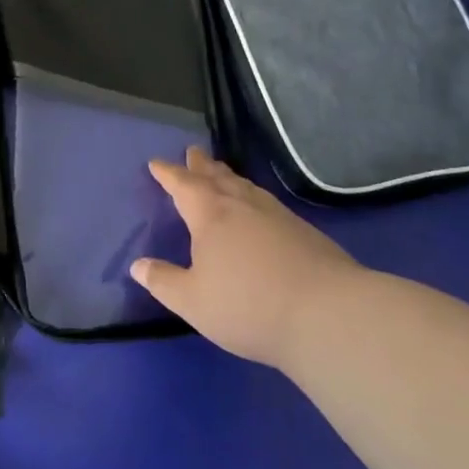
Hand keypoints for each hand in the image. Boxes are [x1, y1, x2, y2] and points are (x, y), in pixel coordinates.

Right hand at [131, 147, 359, 366]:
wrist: (330, 316)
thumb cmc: (249, 306)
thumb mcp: (193, 302)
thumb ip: (164, 282)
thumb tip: (138, 266)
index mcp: (210, 215)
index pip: (183, 185)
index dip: (168, 173)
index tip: (157, 163)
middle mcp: (243, 206)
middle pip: (218, 177)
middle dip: (202, 166)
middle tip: (193, 152)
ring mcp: (278, 217)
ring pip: (247, 188)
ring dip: (230, 177)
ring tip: (223, 174)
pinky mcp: (306, 233)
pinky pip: (269, 203)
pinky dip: (255, 197)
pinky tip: (260, 209)